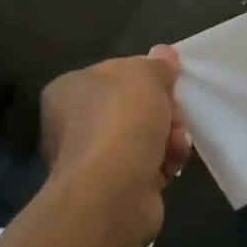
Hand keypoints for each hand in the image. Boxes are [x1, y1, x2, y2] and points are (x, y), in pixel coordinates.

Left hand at [41, 46, 191, 241]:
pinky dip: (163, 163)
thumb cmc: (121, 121)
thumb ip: (157, 64)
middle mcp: (72, 123)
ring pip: (143, 136)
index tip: (170, 83)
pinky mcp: (111, 187)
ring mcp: (91, 158)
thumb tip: (164, 54)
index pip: (114, 73)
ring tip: (177, 146)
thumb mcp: (144, 75)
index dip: (147, 76)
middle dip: (163, 110)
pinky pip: (146, 165)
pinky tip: (172, 165)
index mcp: (68, 90)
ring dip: (169, 137)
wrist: (113, 192)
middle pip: (132, 106)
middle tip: (177, 118)